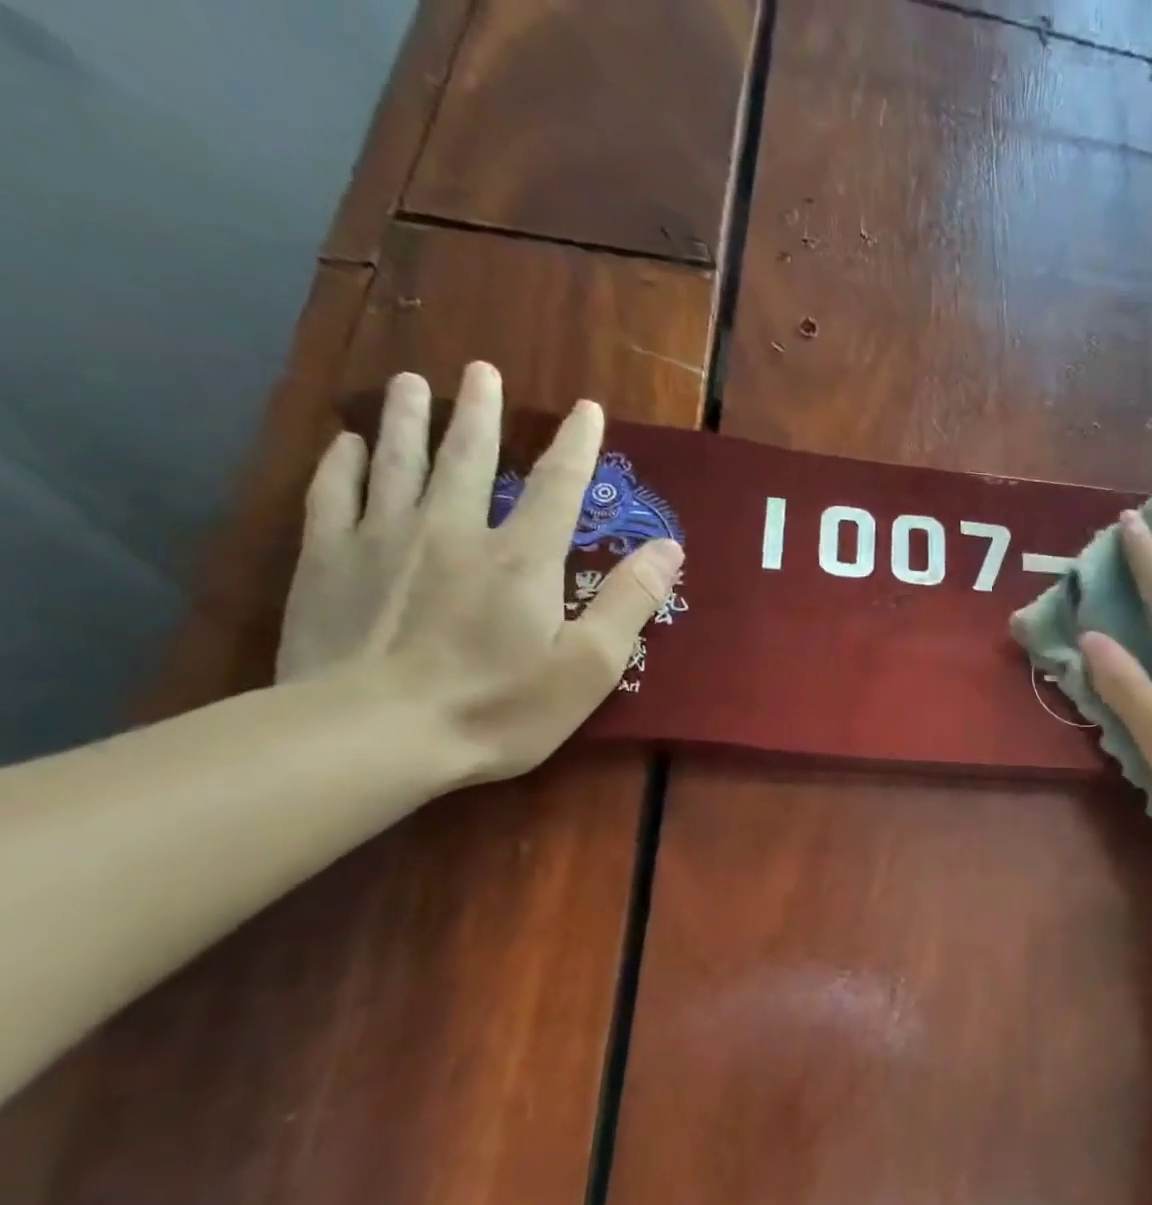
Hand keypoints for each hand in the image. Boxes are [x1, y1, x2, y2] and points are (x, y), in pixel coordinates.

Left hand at [276, 361, 683, 781]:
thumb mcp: (589, 667)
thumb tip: (670, 548)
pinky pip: (334, 495)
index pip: (557, 487)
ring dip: (410, 420)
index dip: (577, 446)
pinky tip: (347, 443)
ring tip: (416, 383)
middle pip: (468, 458)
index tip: (587, 409)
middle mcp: (453, 531)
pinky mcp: (328, 562)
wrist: (373, 735)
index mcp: (521, 559)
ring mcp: (383, 541)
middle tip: (480, 369)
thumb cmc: (498, 707)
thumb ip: (629, 603)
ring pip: (398, 463)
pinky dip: (342, 464)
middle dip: (480, 413)